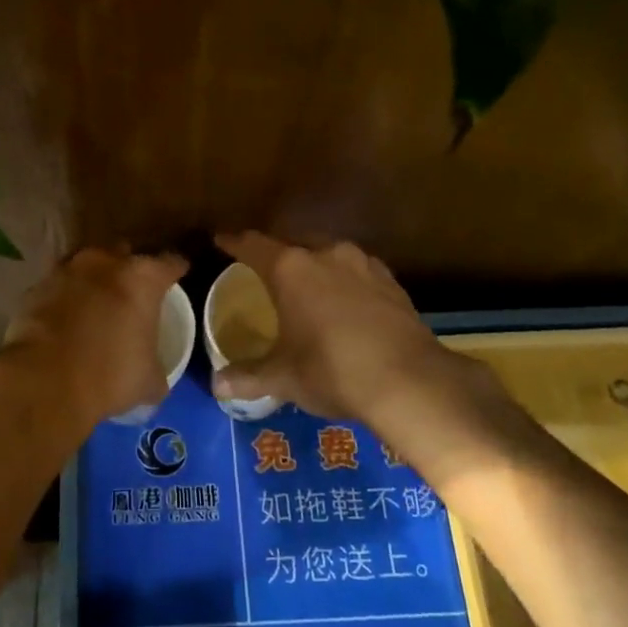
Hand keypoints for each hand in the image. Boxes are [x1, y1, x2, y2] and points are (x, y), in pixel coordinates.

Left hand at [0, 248, 188, 427]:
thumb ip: (156, 369)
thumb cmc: (110, 375)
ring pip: (87, 264)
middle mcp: (106, 262)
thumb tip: (156, 381)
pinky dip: (65, 295)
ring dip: (94, 277)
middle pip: (125, 252)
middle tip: (134, 289)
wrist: (44, 380)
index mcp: (142, 278)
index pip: (170, 262)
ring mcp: (67, 270)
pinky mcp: (36, 287)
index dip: (176, 268)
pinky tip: (67, 315)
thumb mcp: (148, 381)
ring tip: (98, 299)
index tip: (178, 274)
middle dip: (130, 266)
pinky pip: (59, 285)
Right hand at [211, 232, 475, 426]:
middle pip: (292, 241)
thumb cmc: (333, 371)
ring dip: (313, 261)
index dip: (234, 242)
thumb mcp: (284, 377)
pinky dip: (343, 278)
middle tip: (262, 265)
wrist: (410, 382)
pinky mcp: (391, 281)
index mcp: (291, 268)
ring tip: (304, 281)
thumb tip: (217, 386)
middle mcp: (326, 254)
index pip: (253, 245)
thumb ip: (248, 376)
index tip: (221, 240)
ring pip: (328, 251)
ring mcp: (363, 264)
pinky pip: (356, 270)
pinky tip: (344, 298)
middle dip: (275, 250)